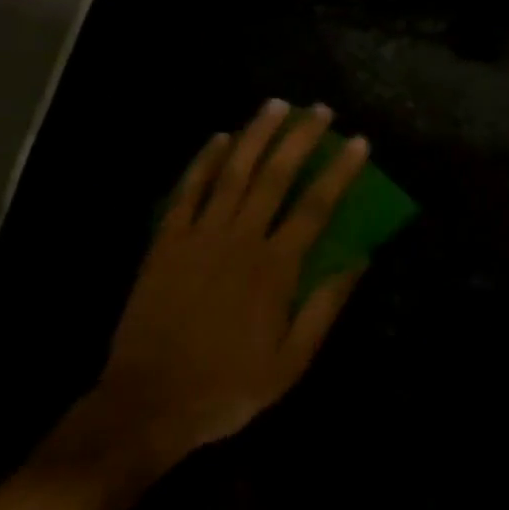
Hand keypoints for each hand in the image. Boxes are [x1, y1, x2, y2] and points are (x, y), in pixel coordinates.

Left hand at [39, 100, 370, 499]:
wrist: (148, 403)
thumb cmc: (227, 387)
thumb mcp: (290, 363)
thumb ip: (325, 307)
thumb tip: (360, 259)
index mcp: (275, 268)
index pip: (316, 206)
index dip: (340, 171)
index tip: (358, 142)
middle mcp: (240, 239)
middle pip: (275, 176)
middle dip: (300, 138)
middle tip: (320, 109)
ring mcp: (199, 236)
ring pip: (233, 173)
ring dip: (255, 135)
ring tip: (275, 105)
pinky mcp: (166, 242)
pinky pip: (188, 191)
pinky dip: (204, 162)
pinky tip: (219, 138)